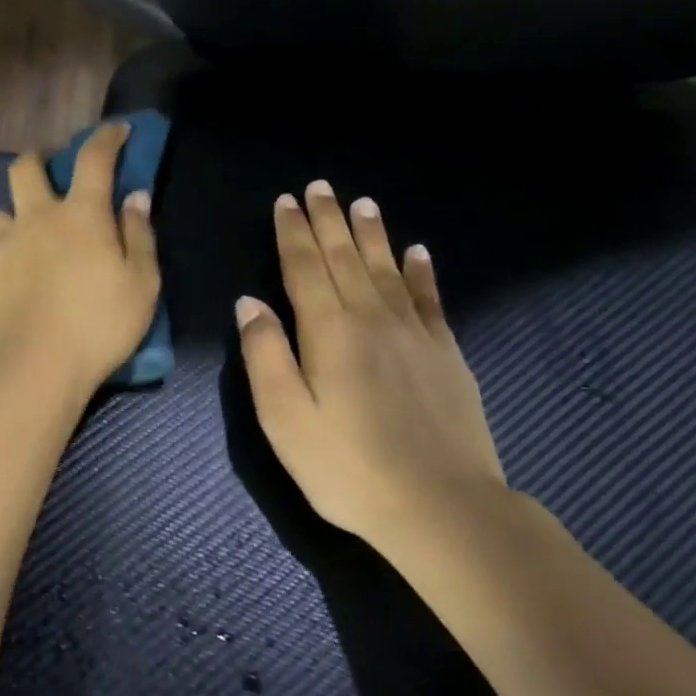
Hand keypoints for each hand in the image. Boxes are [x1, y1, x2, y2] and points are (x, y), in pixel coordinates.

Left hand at [0, 121, 160, 394]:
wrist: (34, 368)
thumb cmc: (99, 326)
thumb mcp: (141, 284)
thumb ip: (139, 235)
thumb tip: (135, 196)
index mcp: (80, 215)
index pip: (93, 158)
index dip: (106, 137)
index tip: (117, 129)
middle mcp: (35, 219)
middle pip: (25, 168)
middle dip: (39, 159)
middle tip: (51, 173)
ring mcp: (1, 247)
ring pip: (0, 212)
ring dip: (15, 215)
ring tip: (27, 237)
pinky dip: (4, 259)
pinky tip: (13, 282)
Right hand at [236, 183, 507, 543]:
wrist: (442, 508)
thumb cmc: (347, 468)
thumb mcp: (284, 418)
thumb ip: (265, 355)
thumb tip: (249, 303)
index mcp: (329, 331)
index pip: (304, 267)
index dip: (292, 232)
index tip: (286, 201)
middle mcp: (371, 318)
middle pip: (345, 257)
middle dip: (328, 220)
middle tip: (320, 186)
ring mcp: (415, 334)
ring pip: (387, 269)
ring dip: (371, 234)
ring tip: (363, 204)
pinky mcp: (446, 355)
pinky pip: (431, 300)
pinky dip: (423, 272)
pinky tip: (419, 252)